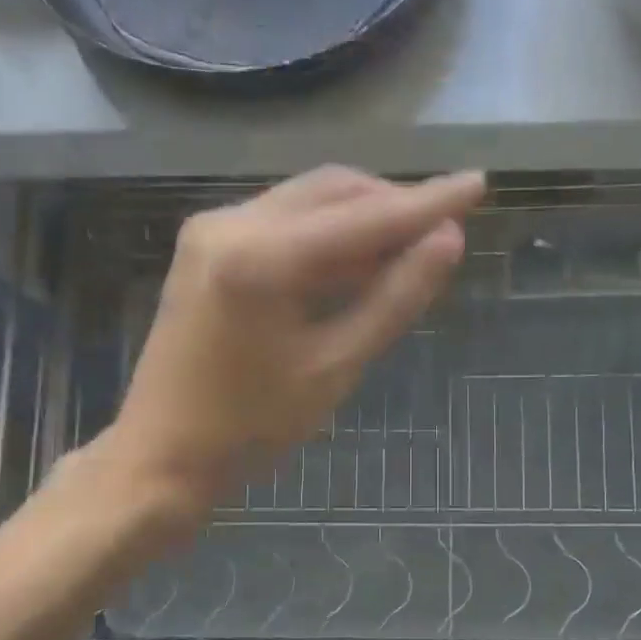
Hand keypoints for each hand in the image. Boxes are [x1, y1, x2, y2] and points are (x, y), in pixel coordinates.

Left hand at [110, 166, 483, 509]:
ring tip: (409, 247)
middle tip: (444, 228)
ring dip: (360, 217)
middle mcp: (232, 223)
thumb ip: (393, 299)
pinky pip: (280, 222)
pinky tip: (355, 261)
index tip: (478, 183)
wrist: (162, 456)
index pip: (365, 216)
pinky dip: (324, 235)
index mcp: (264, 257)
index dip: (428, 202)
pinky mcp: (204, 248)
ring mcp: (211, 231)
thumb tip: (449, 241)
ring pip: (306, 201)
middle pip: (333, 191)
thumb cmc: (251, 427)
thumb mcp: (335, 367)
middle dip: (392, 205)